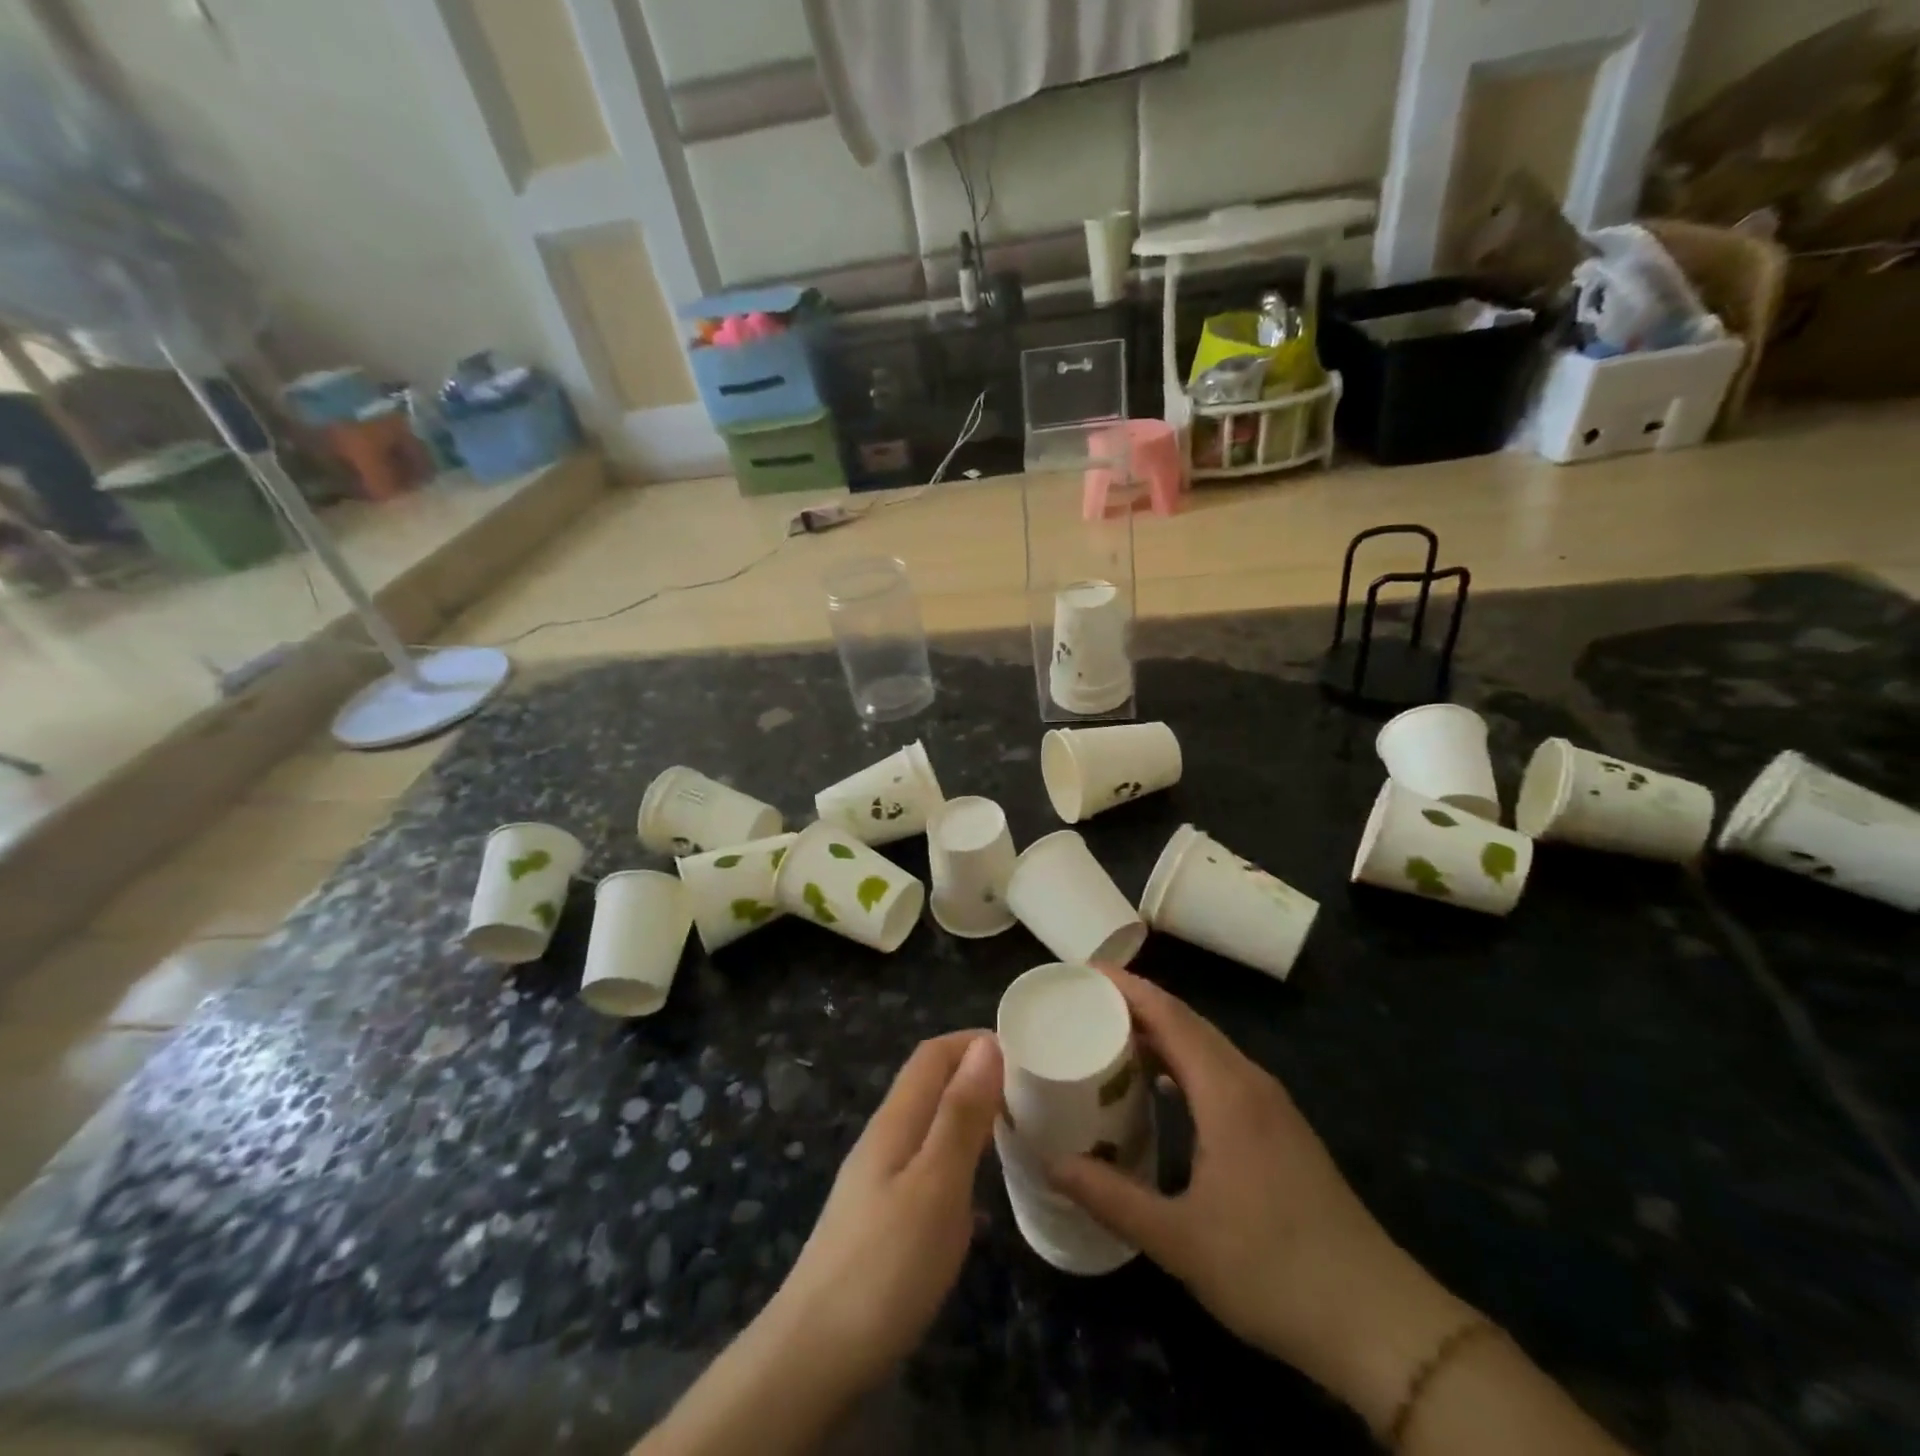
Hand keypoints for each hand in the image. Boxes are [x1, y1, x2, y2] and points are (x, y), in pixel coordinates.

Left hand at [764, 1030, 1001, 1397]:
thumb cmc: (885, 1264)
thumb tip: (986, 1044)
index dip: (973, 1041)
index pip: (932, 1055)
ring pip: (929, 1126)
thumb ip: (960, 1115)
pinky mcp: (881, 1218)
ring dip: (969, 1116)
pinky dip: (959, 1160)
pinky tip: (980, 1195)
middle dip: (976, 1074)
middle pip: (929, 1085)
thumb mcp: (935, 1185)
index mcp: (896, 1121)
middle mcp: (884, 1139)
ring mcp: (878, 1180)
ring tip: (1014, 1131)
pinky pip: (926, 1166)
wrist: (814, 1357)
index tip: (1024, 1050)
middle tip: (1030, 1092)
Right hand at [1048, 968, 1474, 1430]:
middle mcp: (1250, 1083)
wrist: (1377, 1321)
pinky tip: (1162, 1090)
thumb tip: (1051, 1163)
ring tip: (1113, 1039)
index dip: (1129, 988)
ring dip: (1162, 1034)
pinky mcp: (1281, 1129)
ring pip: (1208, 1048)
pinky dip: (1184, 1063)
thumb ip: (1110, 1197)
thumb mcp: (1179, 1240)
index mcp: (1227, 1092)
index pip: (1171, 1016)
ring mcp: (1272, 1105)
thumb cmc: (1272, 1270)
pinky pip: (1222, 1072)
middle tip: (1086, 1002)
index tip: (1086, 970)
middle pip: (1189, 1023)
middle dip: (1139, 1004)